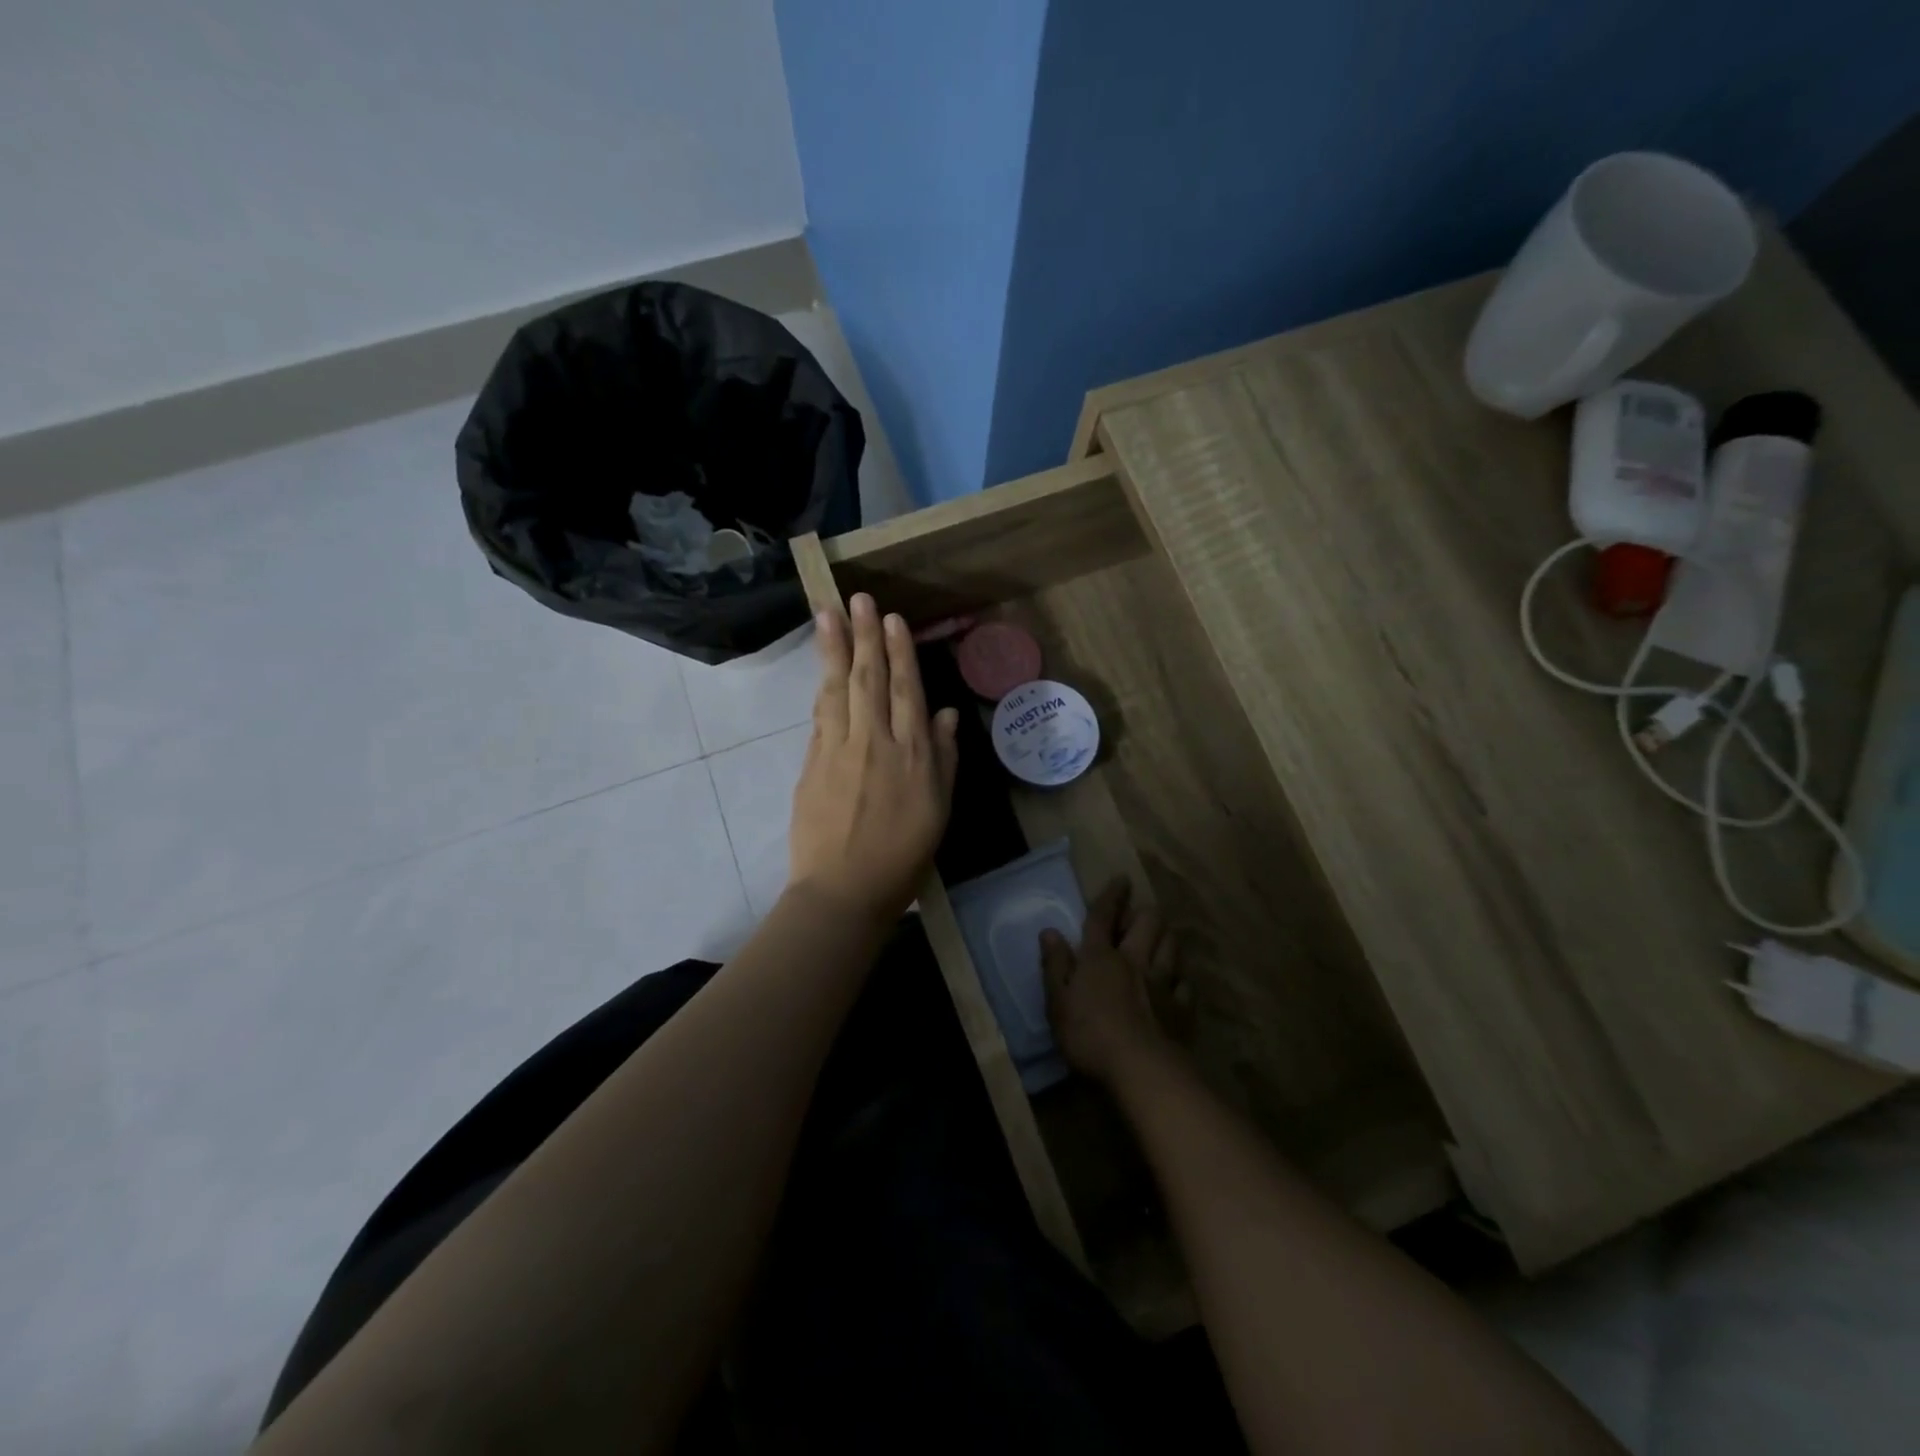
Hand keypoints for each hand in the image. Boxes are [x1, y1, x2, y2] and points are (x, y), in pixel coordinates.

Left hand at [788, 593, 959, 925]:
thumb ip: (944, 760)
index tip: (891, 619)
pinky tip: (823, 669)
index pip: (907, 691)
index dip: (899, 652)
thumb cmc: (903, 858)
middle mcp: (876, 744)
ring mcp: (839, 751)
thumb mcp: (939, 812)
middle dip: (864, 636)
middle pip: (870, 680)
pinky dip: (823, 689)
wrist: (843, 892)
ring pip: (838, 690)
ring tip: (827, 615)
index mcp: (913, 756)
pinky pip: (820, 717)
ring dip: (834, 650)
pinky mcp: (812, 764)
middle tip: (856, 598)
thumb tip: (947, 714)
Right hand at [1041, 877, 1176, 1085]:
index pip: (1104, 917)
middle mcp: (1135, 961)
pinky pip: (1186, 984)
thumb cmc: (1090, 1035)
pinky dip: (1181, 979)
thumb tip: (1050, 931)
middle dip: (1145, 913)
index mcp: (1100, 957)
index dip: (1112, 896)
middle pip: (1147, 924)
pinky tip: (1178, 983)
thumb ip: (1055, 965)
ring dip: (1166, 937)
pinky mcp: (1182, 1009)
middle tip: (1140, 914)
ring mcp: (1163, 984)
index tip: (1122, 878)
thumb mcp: (1058, 1002)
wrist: (1141, 1070)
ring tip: (1161, 939)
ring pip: (1171, 946)